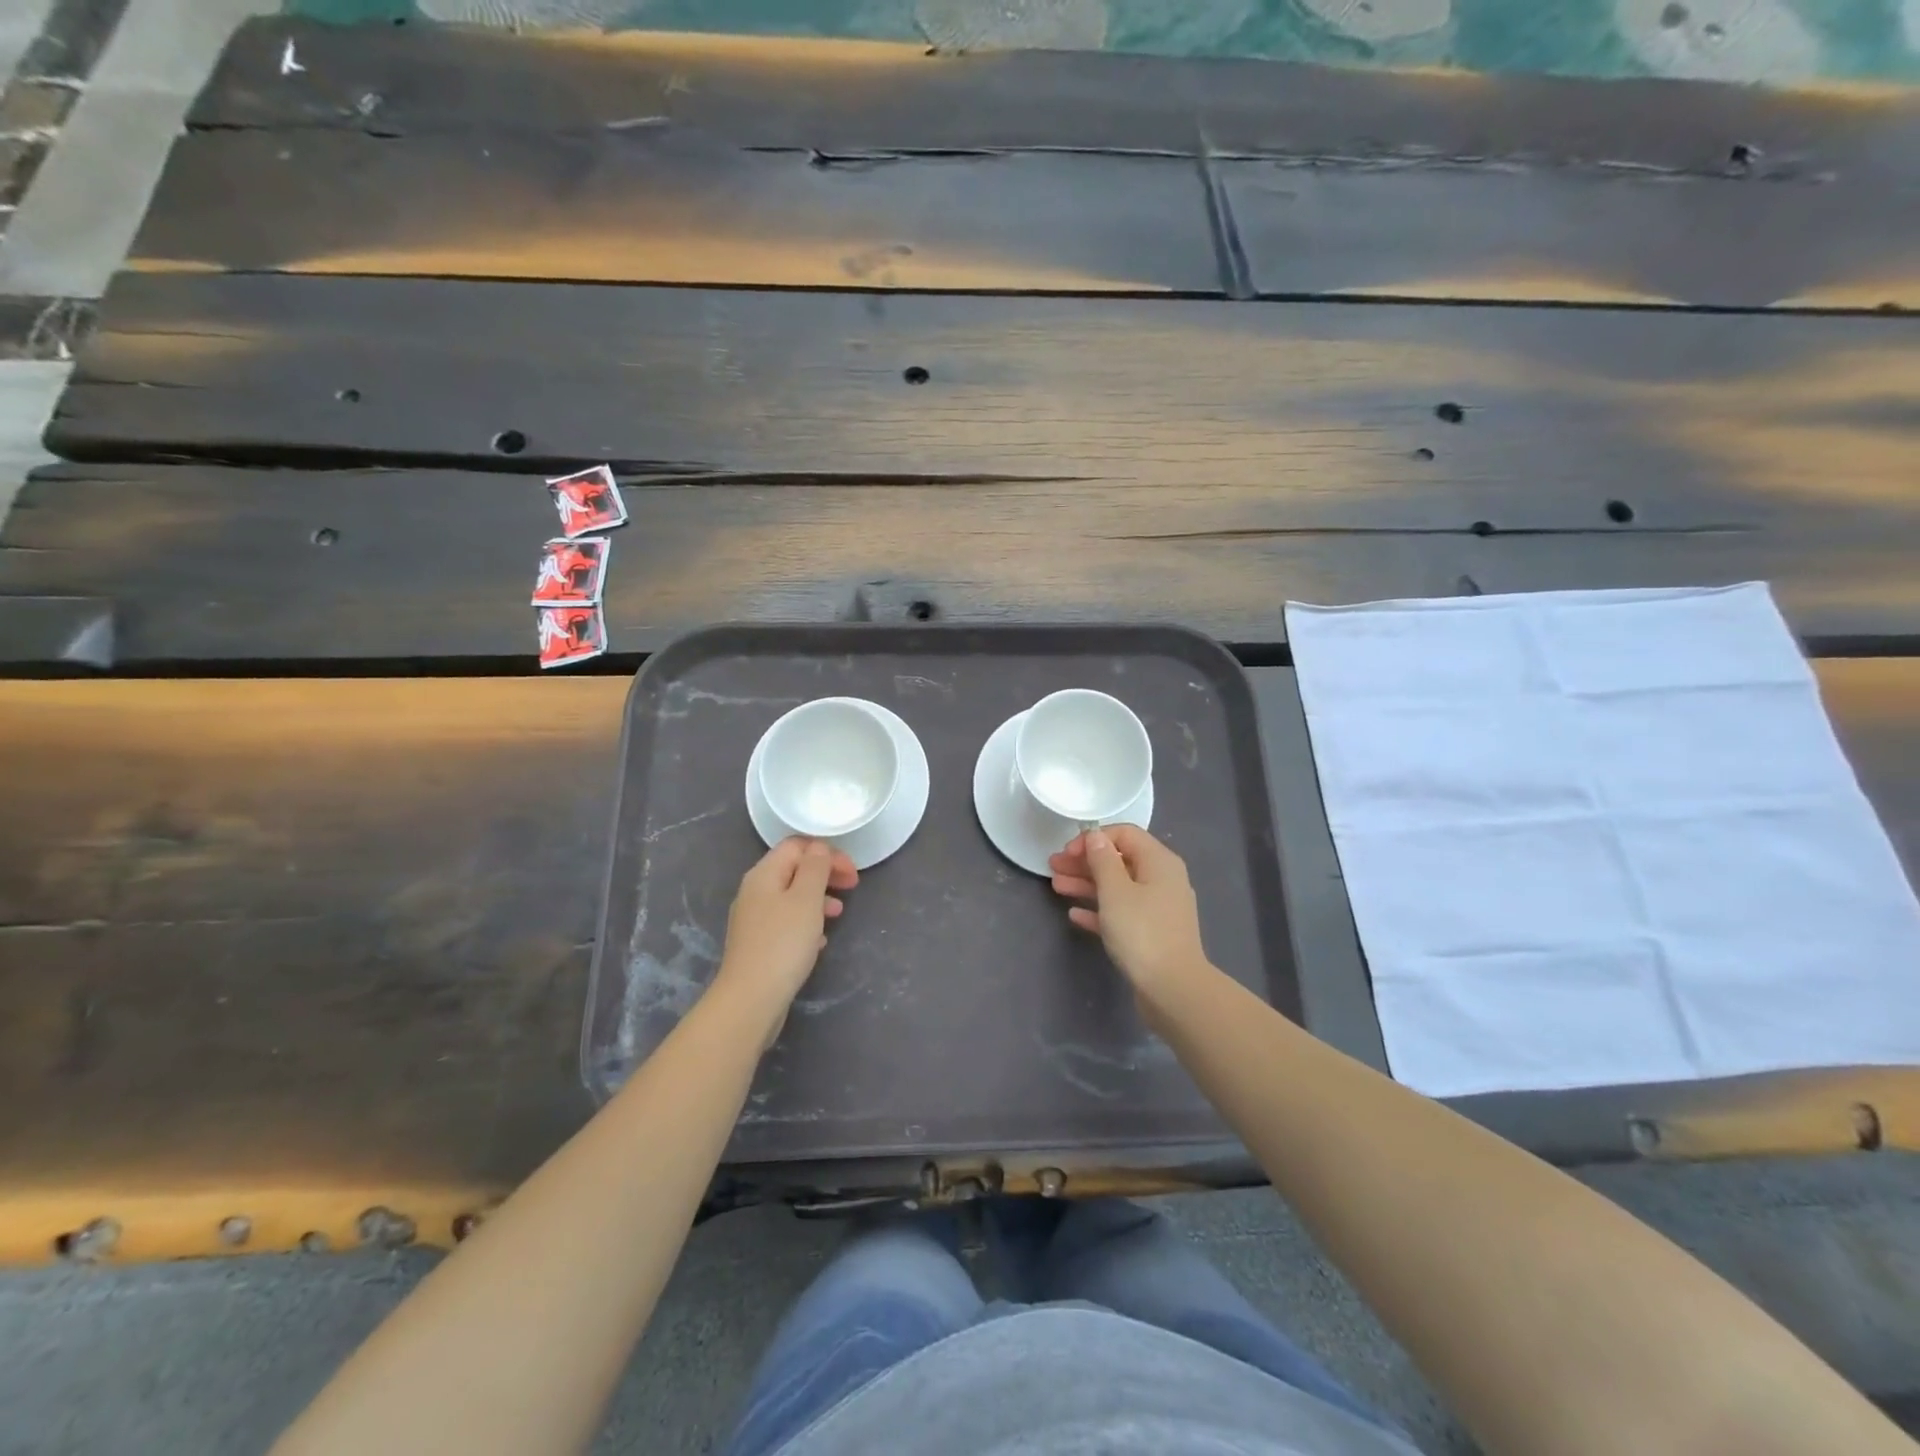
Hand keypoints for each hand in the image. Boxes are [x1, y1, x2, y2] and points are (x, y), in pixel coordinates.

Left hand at [715, 838, 857, 1023]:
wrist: (751, 999)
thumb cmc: (783, 943)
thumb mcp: (806, 899)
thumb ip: (815, 867)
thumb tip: (818, 848)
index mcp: (764, 874)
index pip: (797, 846)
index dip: (827, 852)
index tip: (852, 873)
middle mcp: (754, 891)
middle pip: (794, 869)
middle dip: (825, 874)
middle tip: (852, 887)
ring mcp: (754, 919)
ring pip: (791, 896)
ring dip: (818, 898)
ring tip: (838, 914)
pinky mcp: (758, 943)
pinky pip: (786, 921)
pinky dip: (806, 922)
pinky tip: (819, 941)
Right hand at [1049, 825, 1210, 1004]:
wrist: (1173, 989)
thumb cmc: (1142, 932)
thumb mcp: (1115, 891)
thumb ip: (1102, 860)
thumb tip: (1096, 836)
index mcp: (1159, 862)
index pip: (1125, 834)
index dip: (1094, 838)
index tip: (1067, 852)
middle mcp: (1162, 880)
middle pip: (1119, 861)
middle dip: (1085, 862)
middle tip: (1053, 868)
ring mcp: (1158, 909)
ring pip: (1118, 888)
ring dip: (1087, 885)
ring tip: (1056, 887)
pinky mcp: (1152, 934)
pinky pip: (1121, 913)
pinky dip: (1099, 910)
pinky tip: (1075, 915)